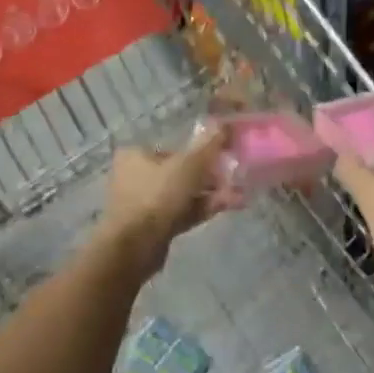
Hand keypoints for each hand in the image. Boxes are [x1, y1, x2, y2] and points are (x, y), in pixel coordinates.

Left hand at [95, 122, 237, 277]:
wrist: (134, 248)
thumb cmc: (157, 196)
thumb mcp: (189, 165)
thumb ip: (209, 145)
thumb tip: (224, 124)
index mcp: (136, 155)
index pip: (174, 148)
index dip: (201, 152)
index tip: (223, 157)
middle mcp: (136, 176)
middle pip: (181, 171)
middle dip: (211, 176)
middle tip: (234, 179)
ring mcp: (144, 203)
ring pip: (184, 194)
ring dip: (211, 194)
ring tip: (238, 195)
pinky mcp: (153, 226)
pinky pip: (182, 212)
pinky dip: (203, 209)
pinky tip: (228, 207)